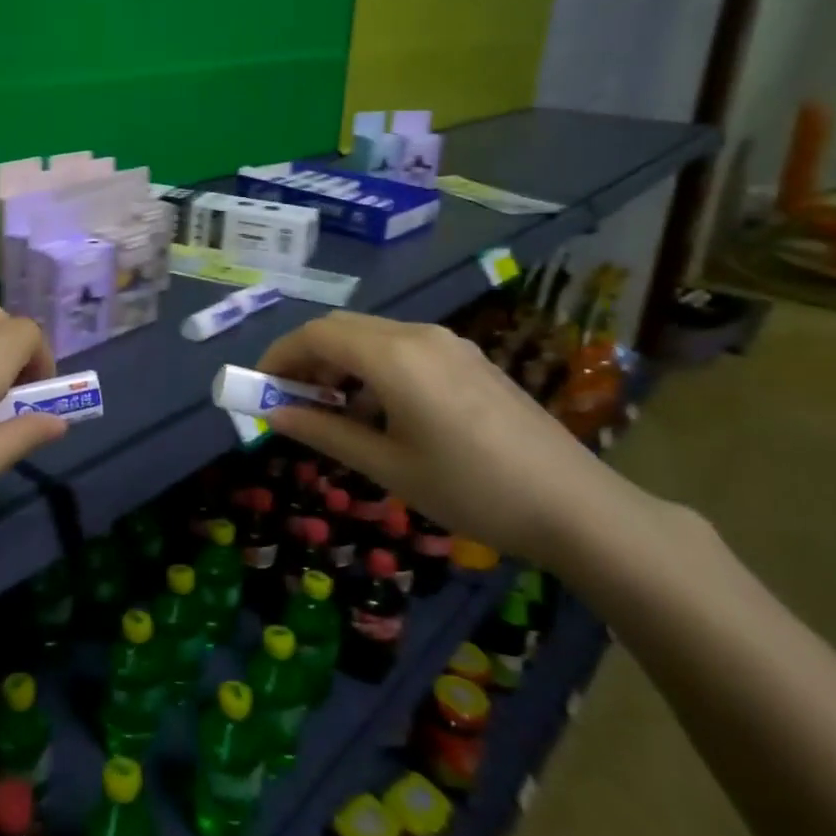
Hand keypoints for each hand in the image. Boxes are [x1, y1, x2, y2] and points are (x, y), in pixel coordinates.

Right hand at [256, 312, 634, 564]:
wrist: (576, 506)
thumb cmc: (471, 489)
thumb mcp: (388, 466)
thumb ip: (325, 432)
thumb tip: (275, 415)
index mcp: (394, 357)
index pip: (316, 335)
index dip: (279, 356)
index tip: (259, 388)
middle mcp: (418, 335)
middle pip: (341, 328)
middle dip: (306, 358)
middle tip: (288, 399)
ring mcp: (448, 343)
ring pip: (371, 336)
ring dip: (339, 362)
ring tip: (330, 410)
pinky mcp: (468, 358)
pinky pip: (402, 348)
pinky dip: (372, 367)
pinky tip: (379, 410)